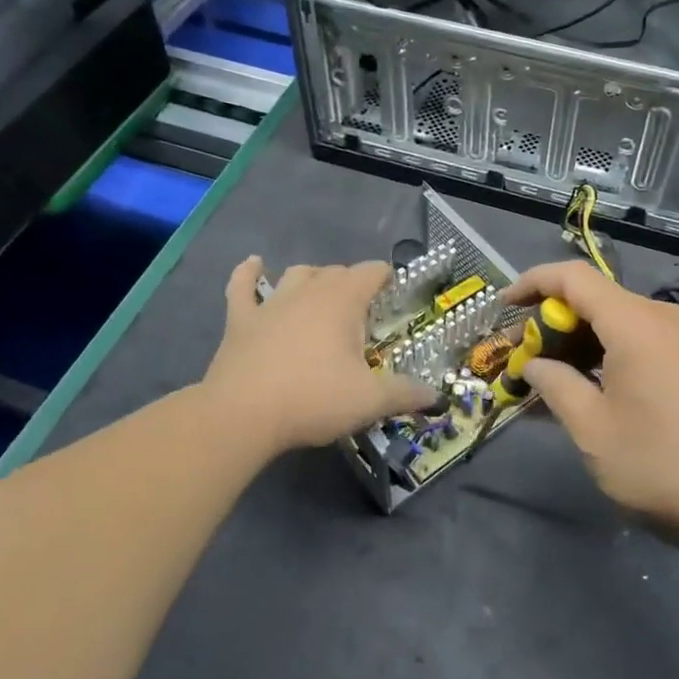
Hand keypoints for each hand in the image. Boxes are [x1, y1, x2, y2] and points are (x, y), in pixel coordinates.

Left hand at [203, 256, 437, 455]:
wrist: (242, 415)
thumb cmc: (313, 399)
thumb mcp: (370, 401)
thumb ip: (406, 394)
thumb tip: (437, 397)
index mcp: (343, 301)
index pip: (371, 272)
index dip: (384, 276)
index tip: (393, 292)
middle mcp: (308, 292)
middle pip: (336, 272)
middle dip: (353, 283)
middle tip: (363, 311)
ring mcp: (271, 303)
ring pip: (296, 274)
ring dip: (312, 278)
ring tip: (321, 294)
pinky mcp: (240, 320)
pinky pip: (242, 286)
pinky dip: (248, 273)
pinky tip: (253, 264)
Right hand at [503, 261, 678, 545]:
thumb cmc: (661, 463)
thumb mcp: (592, 429)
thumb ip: (556, 386)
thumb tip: (535, 365)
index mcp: (633, 323)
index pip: (573, 278)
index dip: (532, 283)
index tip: (503, 306)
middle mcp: (661, 317)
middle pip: (596, 298)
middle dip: (553, 321)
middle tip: (525, 357)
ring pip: (619, 320)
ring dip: (581, 340)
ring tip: (554, 376)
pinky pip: (641, 339)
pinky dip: (609, 352)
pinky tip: (595, 387)